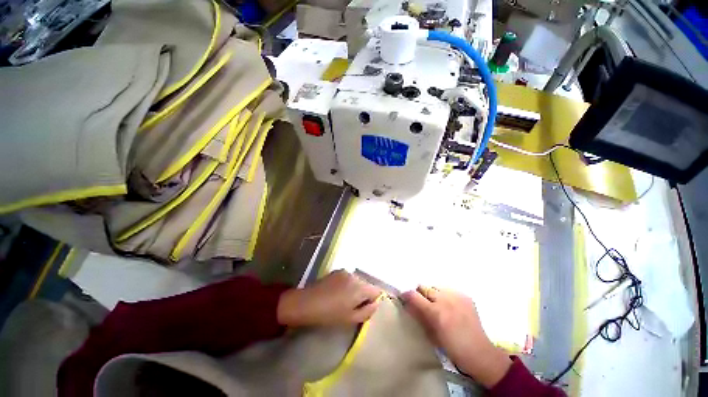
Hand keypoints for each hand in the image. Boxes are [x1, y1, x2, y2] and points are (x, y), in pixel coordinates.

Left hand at [277, 270, 381, 326]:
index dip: (373, 300)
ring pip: (357, 281)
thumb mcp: (351, 319)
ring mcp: (344, 271)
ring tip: (343, 300)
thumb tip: (376, 303)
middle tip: (352, 307)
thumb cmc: (329, 314)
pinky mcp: (336, 271)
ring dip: (355, 289)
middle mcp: (354, 275)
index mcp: (360, 287)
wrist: (306, 303)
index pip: (377, 290)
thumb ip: (368, 311)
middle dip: (363, 295)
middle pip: (366, 285)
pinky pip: (348, 278)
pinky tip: (336, 293)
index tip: (364, 308)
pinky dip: (347, 285)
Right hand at [401, 286, 511, 388]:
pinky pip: (449, 291)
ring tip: (437, 305)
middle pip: (424, 287)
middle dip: (420, 294)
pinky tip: (450, 306)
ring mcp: (457, 296)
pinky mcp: (465, 296)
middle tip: (422, 304)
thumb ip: (418, 316)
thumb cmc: (452, 348)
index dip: (406, 295)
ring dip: (433, 294)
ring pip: (436, 287)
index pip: (413, 295)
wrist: (480, 353)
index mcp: (435, 312)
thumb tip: (407, 304)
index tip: (404, 298)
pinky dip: (446, 296)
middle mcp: (445, 299)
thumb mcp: (431, 335)